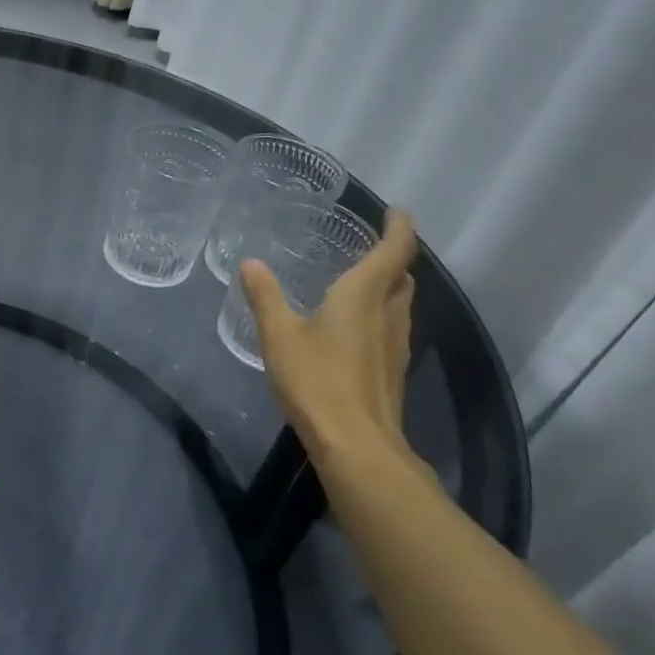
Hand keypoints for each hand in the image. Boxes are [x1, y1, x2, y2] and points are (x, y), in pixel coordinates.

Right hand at [240, 207, 420, 466]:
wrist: (356, 444)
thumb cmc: (317, 380)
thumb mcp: (279, 335)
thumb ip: (265, 297)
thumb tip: (251, 264)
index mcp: (365, 295)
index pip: (395, 249)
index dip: (400, 226)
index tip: (396, 211)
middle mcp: (389, 314)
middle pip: (402, 276)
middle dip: (392, 258)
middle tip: (369, 248)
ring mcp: (397, 345)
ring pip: (400, 304)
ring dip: (388, 288)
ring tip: (359, 285)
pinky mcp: (393, 371)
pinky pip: (392, 329)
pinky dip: (379, 316)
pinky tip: (354, 330)